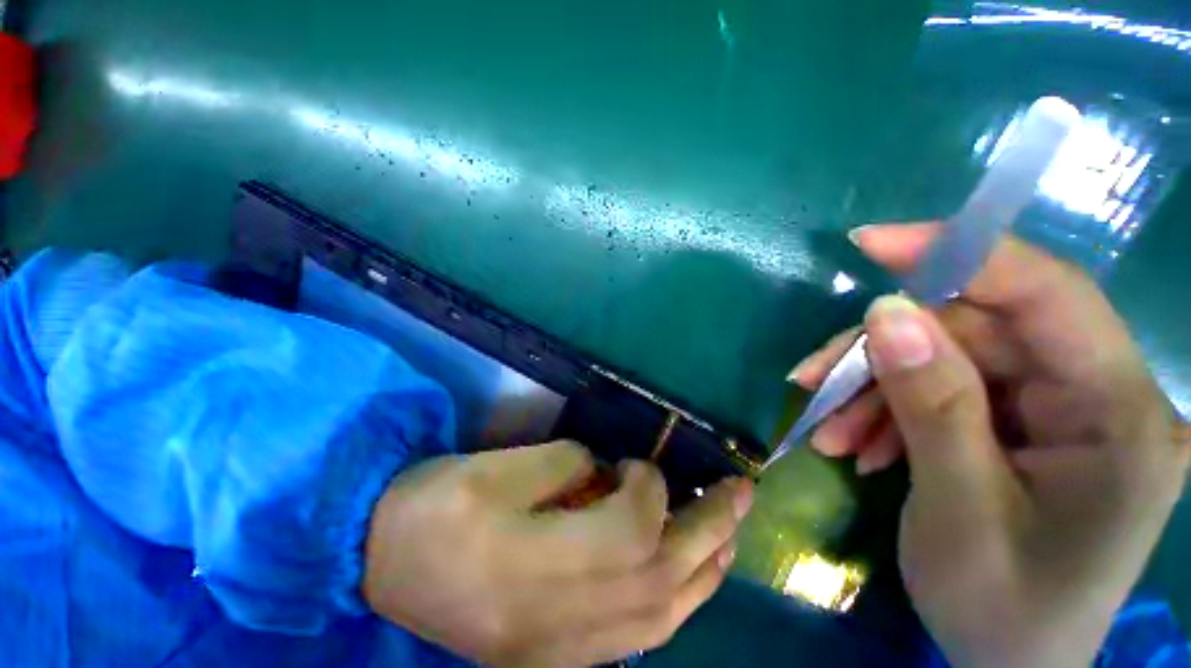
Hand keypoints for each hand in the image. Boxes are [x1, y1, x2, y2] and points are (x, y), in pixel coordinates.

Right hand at [363, 441, 752, 666]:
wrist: (378, 562)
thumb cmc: (433, 504)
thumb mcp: (496, 467)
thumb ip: (564, 465)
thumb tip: (605, 471)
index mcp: (532, 564)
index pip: (631, 530)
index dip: (649, 487)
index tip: (639, 462)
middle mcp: (556, 618)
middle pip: (662, 578)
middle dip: (711, 528)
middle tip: (743, 492)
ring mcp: (558, 648)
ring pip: (660, 619)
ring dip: (704, 571)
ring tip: (730, 531)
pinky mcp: (552, 656)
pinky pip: (637, 637)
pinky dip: (674, 602)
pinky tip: (687, 576)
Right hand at [792, 223, 1187, 666]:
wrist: (1012, 667)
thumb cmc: (1003, 609)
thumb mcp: (960, 510)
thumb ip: (933, 404)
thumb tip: (886, 312)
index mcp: (1120, 417)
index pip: (1046, 293)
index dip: (958, 253)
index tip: (871, 242)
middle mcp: (1100, 397)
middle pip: (976, 331)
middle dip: (882, 352)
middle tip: (811, 381)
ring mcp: (1063, 411)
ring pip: (949, 360)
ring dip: (876, 389)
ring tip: (830, 432)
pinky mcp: (1027, 424)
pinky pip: (947, 391)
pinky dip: (891, 410)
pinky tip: (861, 444)